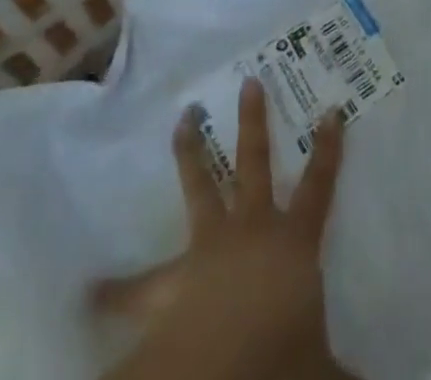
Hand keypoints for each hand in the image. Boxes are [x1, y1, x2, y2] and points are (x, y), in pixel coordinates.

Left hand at [97, 77, 351, 379]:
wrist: (212, 377)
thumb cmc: (278, 361)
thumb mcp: (321, 367)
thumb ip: (344, 371)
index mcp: (291, 243)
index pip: (319, 186)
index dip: (328, 149)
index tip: (331, 110)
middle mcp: (249, 231)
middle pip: (253, 163)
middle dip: (253, 121)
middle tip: (248, 82)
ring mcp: (205, 250)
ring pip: (199, 188)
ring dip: (190, 151)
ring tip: (181, 119)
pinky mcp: (167, 285)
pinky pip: (134, 290)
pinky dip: (111, 292)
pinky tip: (86, 291)